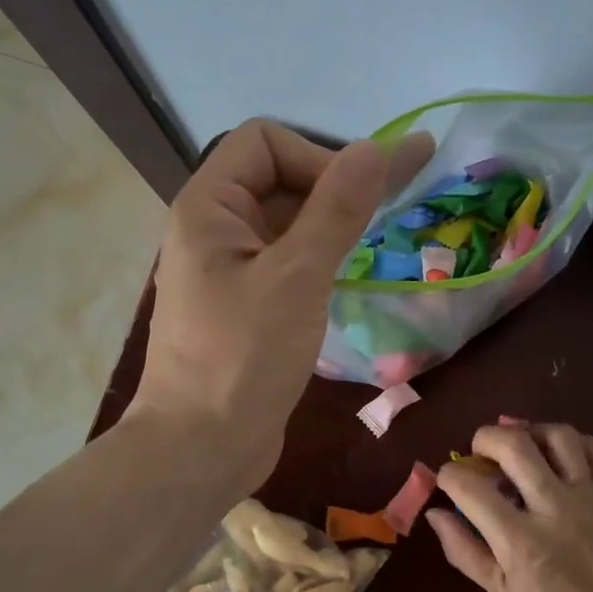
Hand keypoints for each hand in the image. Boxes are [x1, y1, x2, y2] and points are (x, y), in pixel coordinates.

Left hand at [132, 119, 432, 489]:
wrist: (202, 449)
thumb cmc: (243, 358)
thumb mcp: (298, 277)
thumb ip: (337, 209)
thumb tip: (376, 147)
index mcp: (208, 207)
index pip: (266, 142)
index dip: (318, 157)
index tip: (357, 202)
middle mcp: (214, 230)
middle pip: (279, 179)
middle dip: (334, 189)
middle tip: (391, 215)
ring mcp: (229, 271)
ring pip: (287, 225)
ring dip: (333, 226)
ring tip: (382, 239)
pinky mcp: (246, 307)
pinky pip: (287, 264)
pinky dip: (321, 261)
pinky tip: (353, 274)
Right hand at [428, 423, 592, 591]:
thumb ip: (463, 549)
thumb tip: (434, 512)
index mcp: (519, 541)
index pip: (470, 487)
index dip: (449, 475)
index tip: (448, 479)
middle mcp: (554, 509)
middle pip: (514, 445)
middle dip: (485, 437)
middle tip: (480, 450)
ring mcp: (589, 497)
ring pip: (558, 436)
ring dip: (530, 431)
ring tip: (520, 446)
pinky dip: (571, 442)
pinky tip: (557, 455)